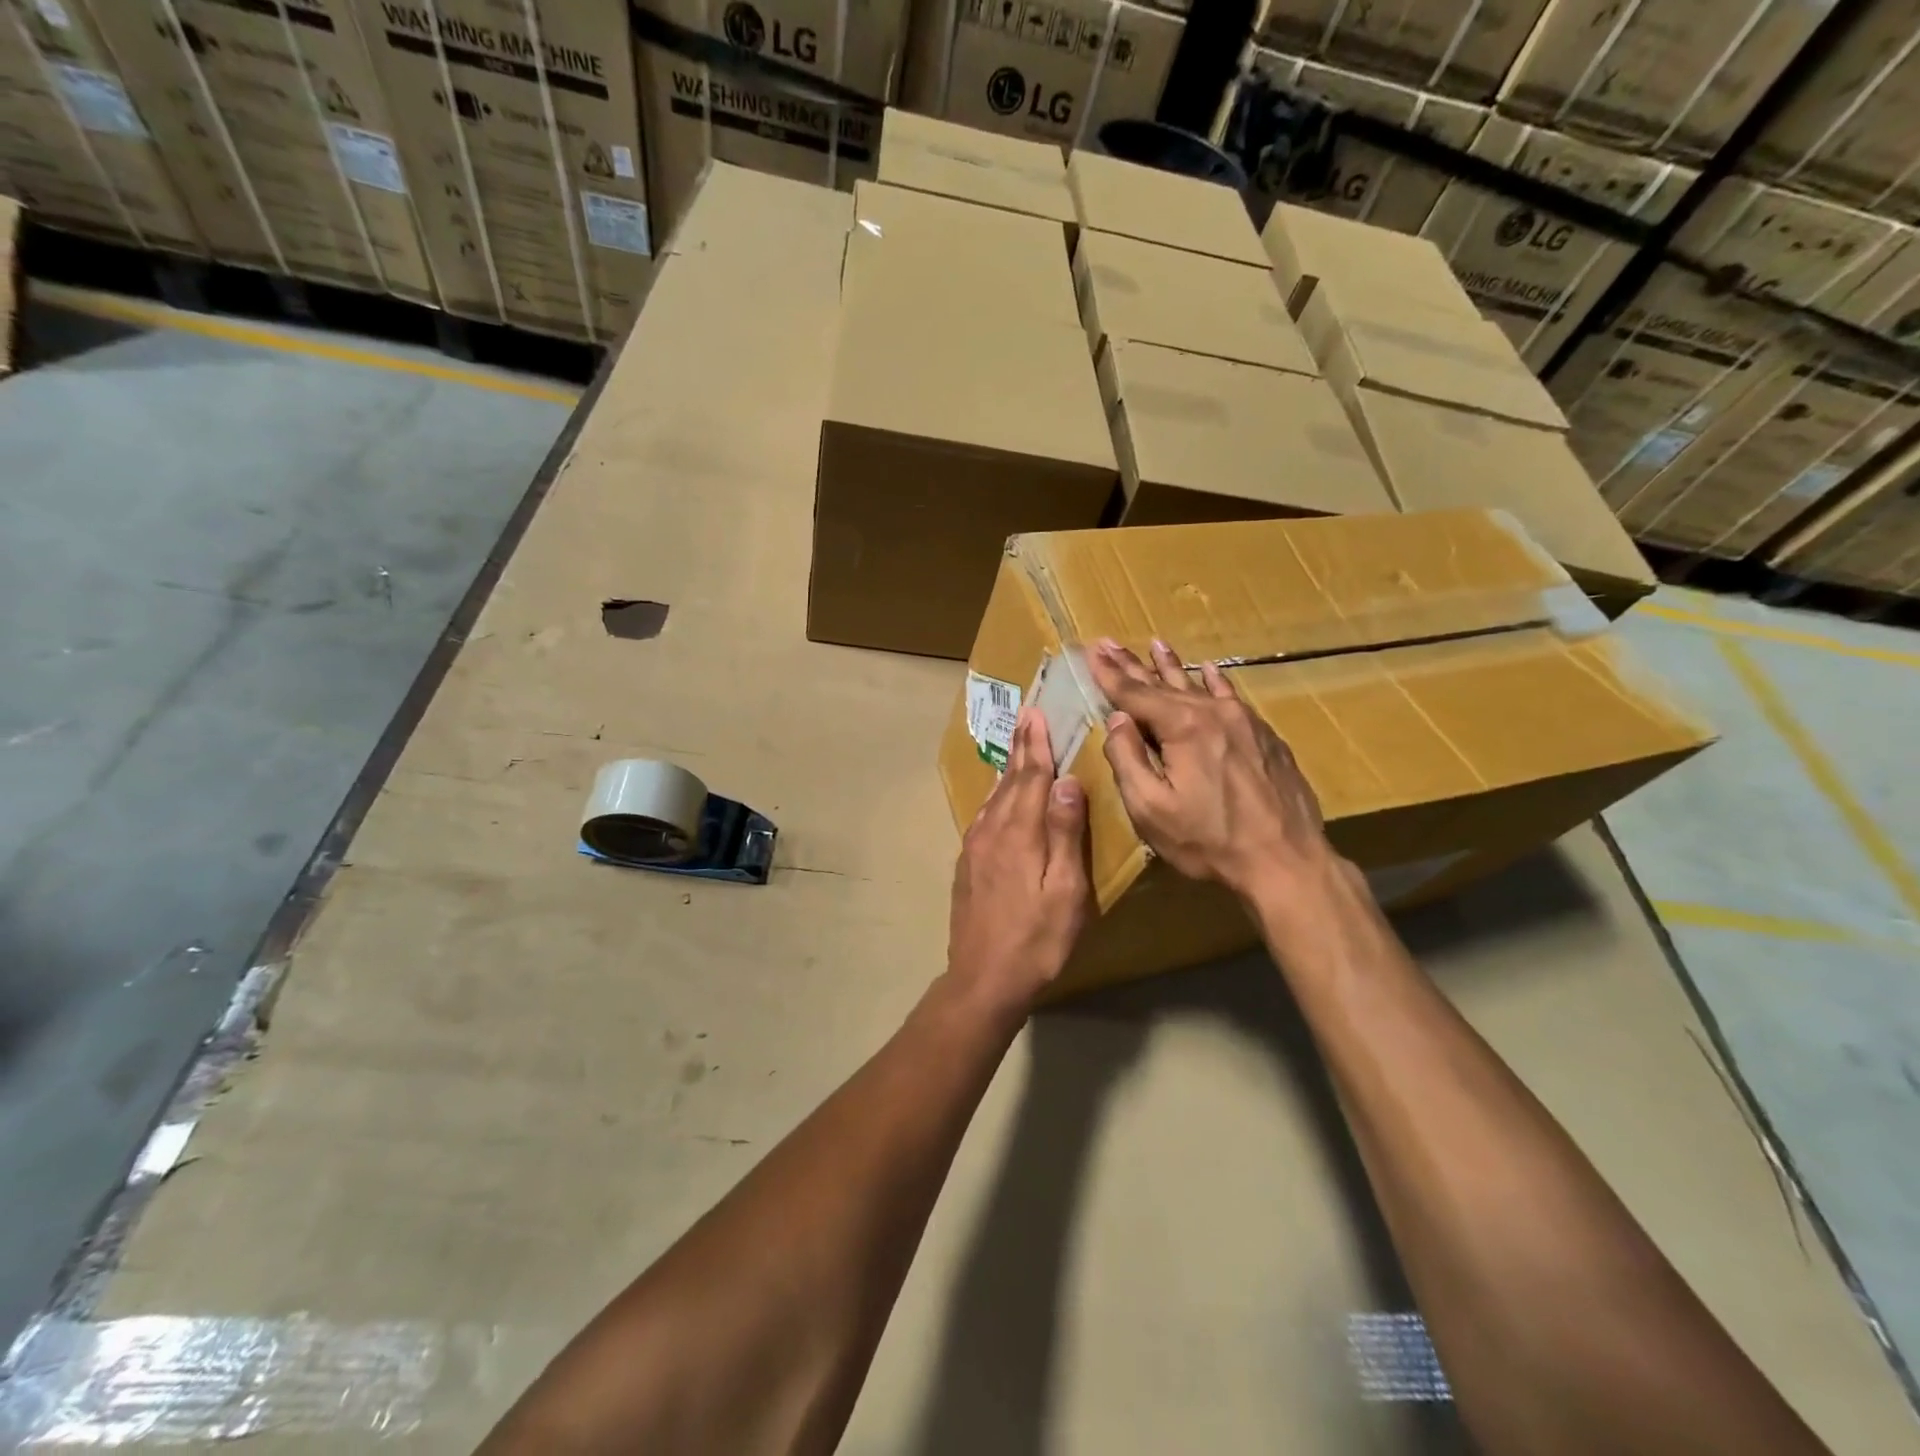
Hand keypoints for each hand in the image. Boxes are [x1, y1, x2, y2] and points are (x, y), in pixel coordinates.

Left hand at [948, 708, 1092, 1013]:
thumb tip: (1066, 781)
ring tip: (1016, 746)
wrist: (983, 979)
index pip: (1031, 778)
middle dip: (1020, 747)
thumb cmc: (1037, 940)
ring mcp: (975, 848)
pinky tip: (998, 796)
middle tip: (1025, 717)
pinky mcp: (967, 864)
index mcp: (1020, 834)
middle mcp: (992, 831)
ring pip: (994, 797)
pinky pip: (983, 816)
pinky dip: (995, 796)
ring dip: (1007, 769)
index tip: (1036, 714)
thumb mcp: (1065, 892)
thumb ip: (1065, 834)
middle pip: (1010, 781)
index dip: (1036, 745)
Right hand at [1087, 638, 1335, 899]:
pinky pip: (1231, 698)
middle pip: (1165, 684)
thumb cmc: (1210, 841)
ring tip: (1156, 645)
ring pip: (1199, 686)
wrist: (1286, 861)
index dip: (1110, 674)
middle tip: (1110, 643)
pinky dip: (1215, 682)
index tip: (1092, 651)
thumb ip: (1128, 760)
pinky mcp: (1265, 737)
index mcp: (1183, 727)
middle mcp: (1214, 713)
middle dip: (1134, 665)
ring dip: (1173, 667)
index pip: (1135, 694)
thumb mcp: (1152, 809)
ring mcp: (1245, 722)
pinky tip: (1210, 671)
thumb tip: (1117, 720)